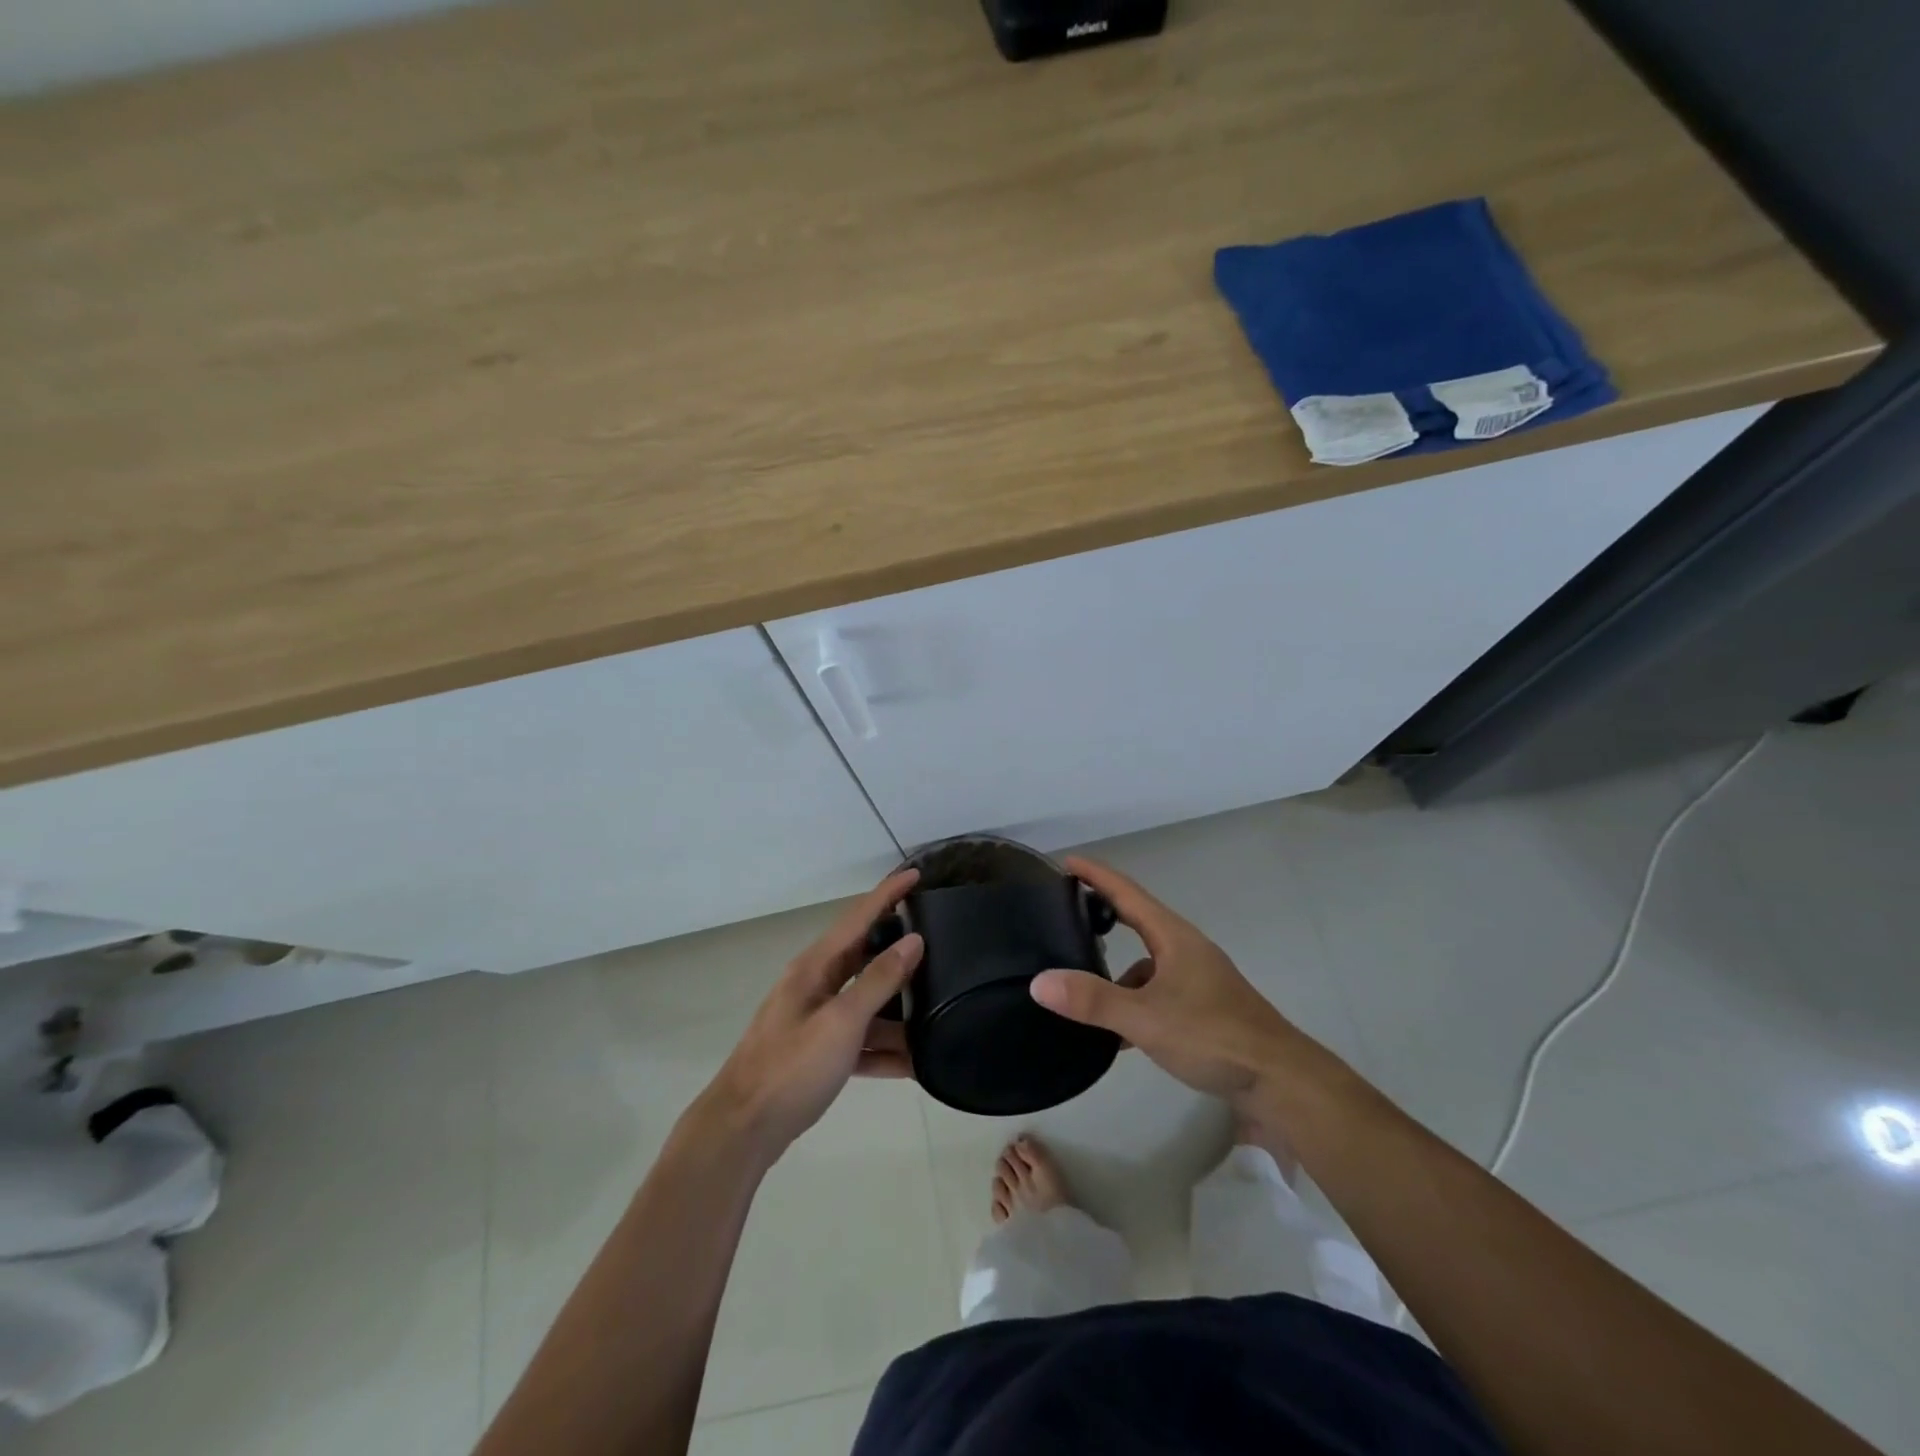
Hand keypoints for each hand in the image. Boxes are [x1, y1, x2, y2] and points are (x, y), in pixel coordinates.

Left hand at [700, 869, 923, 1160]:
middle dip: (899, 950)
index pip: (859, 917)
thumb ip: (879, 980)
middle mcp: (815, 985)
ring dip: (897, 1009)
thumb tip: (913, 940)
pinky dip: (883, 1048)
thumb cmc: (791, 1068)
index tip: (916, 873)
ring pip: (866, 1003)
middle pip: (864, 957)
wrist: (742, 1130)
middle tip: (939, 941)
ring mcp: (815, 1019)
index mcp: (816, 967)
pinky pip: (859, 1040)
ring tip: (937, 1008)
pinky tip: (914, 1063)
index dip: (888, 893)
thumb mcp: (841, 1021)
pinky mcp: (818, 1053)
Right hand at [1031, 857, 1332, 1104]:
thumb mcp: (1145, 1018)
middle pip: (1137, 920)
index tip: (1066, 861)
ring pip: (1147, 962)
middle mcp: (1185, 948)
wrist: (1278, 1079)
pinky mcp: (1203, 1005)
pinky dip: (1134, 999)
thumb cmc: (1212, 1035)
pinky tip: (1119, 1032)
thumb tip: (1038, 982)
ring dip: (1118, 969)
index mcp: (1173, 937)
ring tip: (1084, 986)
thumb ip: (1093, 1000)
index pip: (1127, 893)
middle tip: (1066, 909)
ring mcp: (1197, 977)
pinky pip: (1157, 990)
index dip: (1096, 875)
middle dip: (1103, 912)